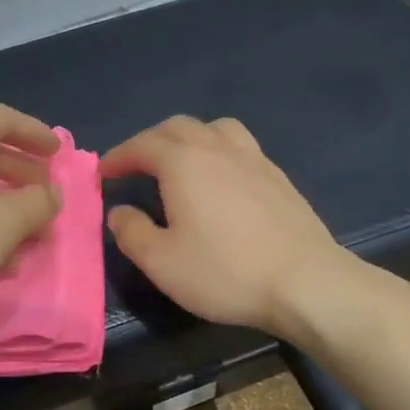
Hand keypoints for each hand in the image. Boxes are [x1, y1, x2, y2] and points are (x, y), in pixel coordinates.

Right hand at [102, 115, 341, 335]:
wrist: (306, 282)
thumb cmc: (225, 272)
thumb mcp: (162, 262)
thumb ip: (132, 232)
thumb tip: (118, 213)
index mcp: (183, 163)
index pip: (141, 145)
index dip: (118, 157)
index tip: (103, 174)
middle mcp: (217, 149)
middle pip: (176, 127)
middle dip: (149, 142)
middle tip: (135, 166)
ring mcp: (253, 159)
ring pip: (214, 128)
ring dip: (188, 137)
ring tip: (180, 161)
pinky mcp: (278, 177)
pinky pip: (240, 146)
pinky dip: (218, 150)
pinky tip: (221, 179)